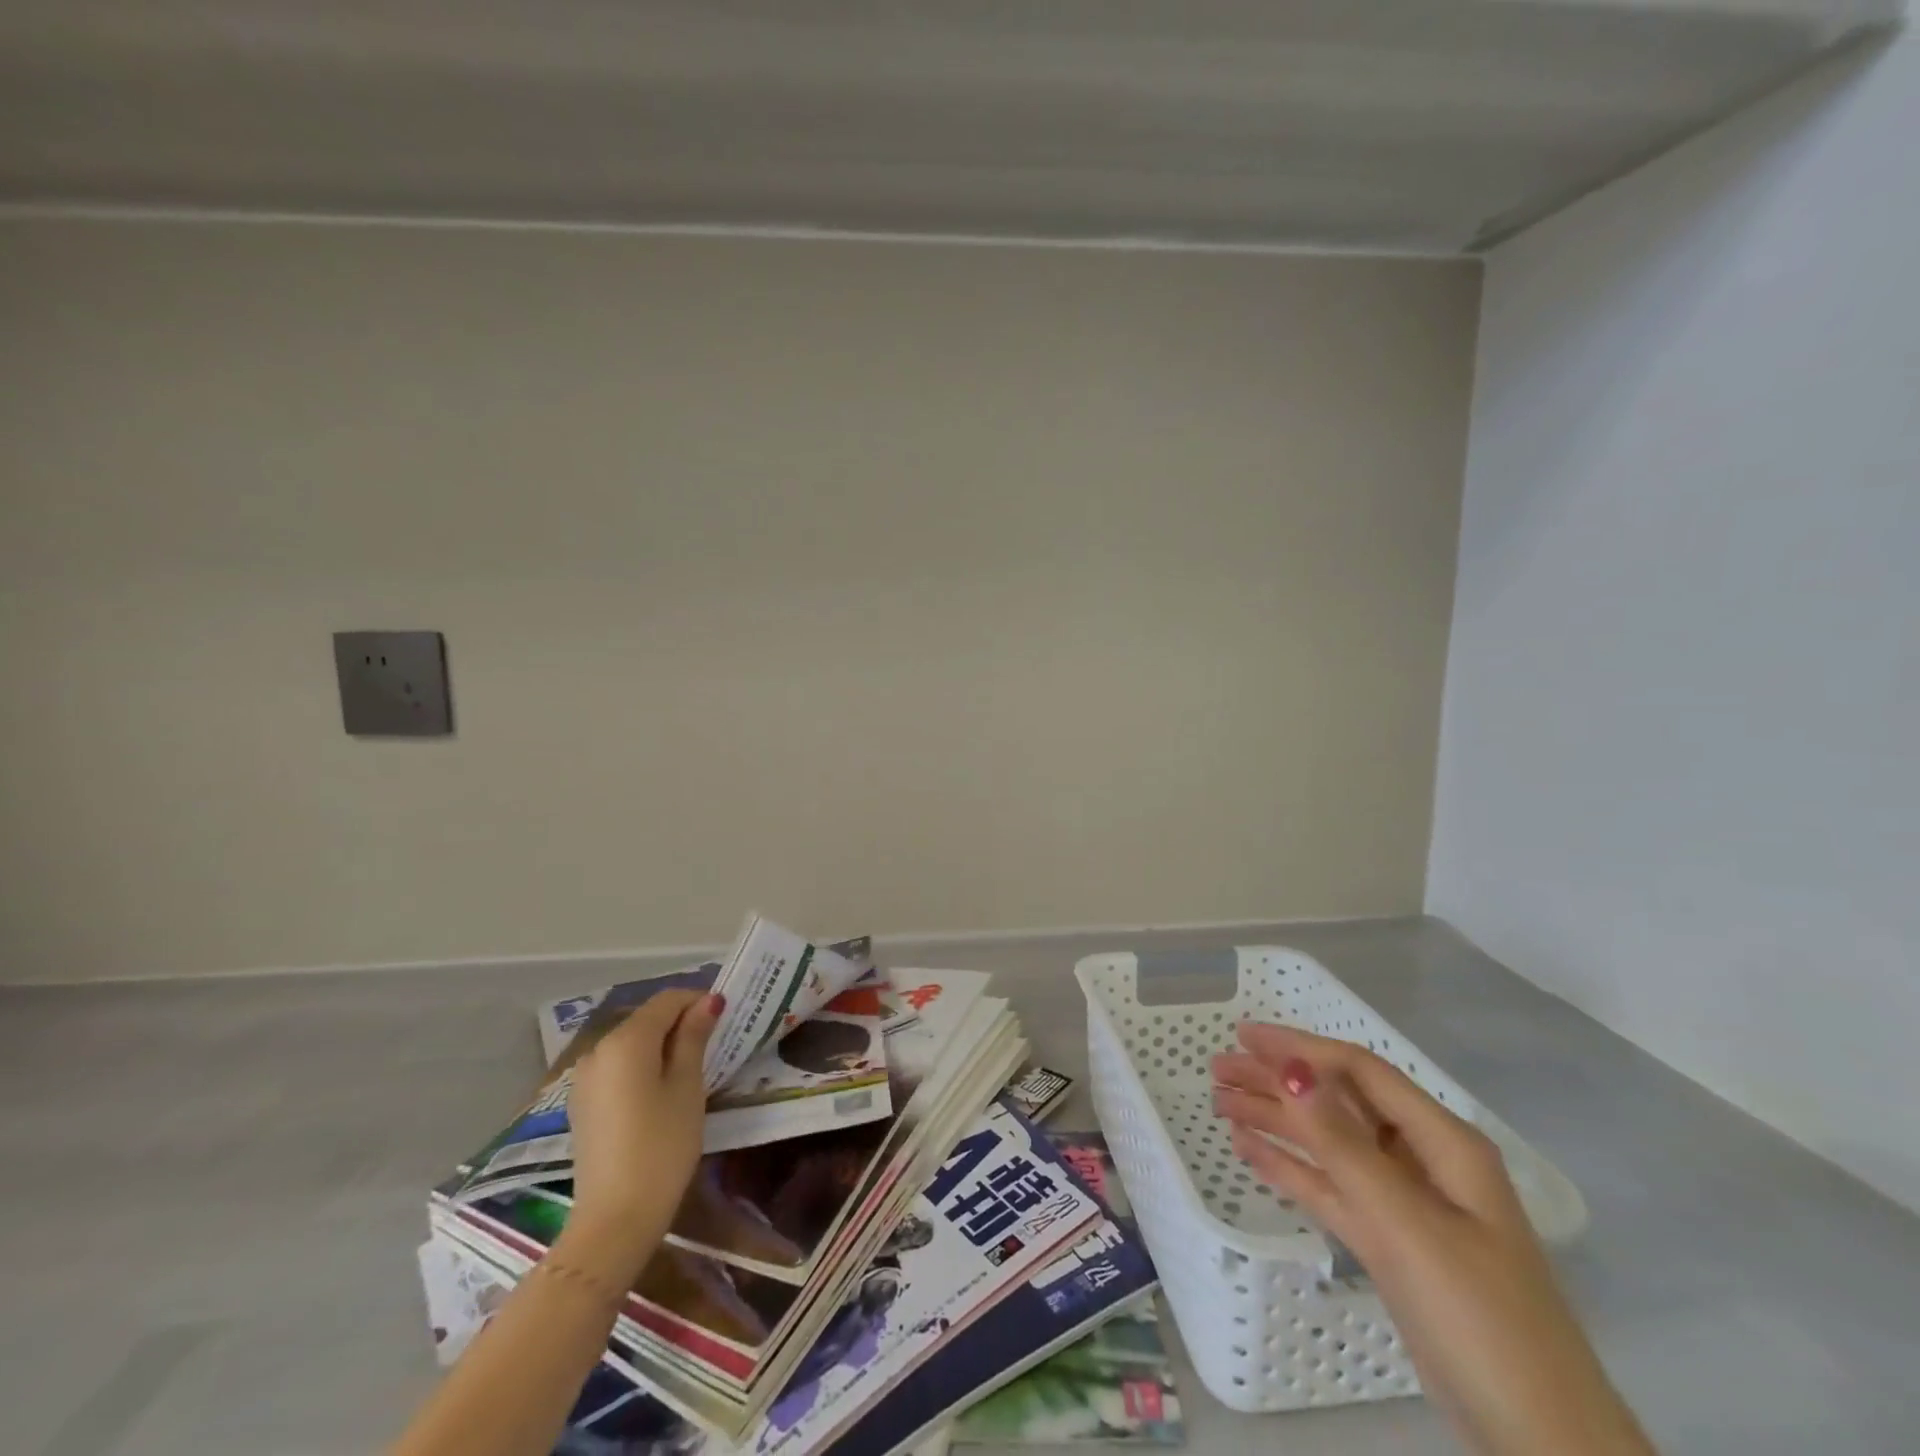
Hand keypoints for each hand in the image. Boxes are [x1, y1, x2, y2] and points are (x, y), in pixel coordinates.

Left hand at [560, 988, 722, 1282]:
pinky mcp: (581, 1103)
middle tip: (713, 1045)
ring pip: (631, 1044)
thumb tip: (708, 1000)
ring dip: (661, 1046)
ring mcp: (584, 1078)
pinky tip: (660, 1092)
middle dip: (680, 1023)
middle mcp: (598, 1049)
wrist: (614, 1219)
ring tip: (690, 1070)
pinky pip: (618, 1068)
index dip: (698, 1001)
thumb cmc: (662, 1145)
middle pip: (647, 1019)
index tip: (725, 1019)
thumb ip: (694, 1037)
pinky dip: (641, 1067)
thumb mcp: (688, 1086)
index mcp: (627, 1040)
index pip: (667, 1000)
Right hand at [1213, 1023, 1654, 1455]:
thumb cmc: (1481, 1320)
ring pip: (1328, 1145)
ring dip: (1276, 1121)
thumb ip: (1343, 1145)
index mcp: (1443, 1143)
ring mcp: (1406, 1205)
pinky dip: (1290, 1167)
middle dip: (1277, 1081)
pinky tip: (1249, 1151)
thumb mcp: (1406, 1225)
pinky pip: (1330, 1188)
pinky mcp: (1390, 1244)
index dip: (1300, 1047)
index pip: (1359, 1072)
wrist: (1541, 1446)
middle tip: (1217, 1070)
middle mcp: (1423, 1161)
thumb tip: (1292, 1068)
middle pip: (1338, 1103)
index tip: (1243, 1035)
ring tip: (1220, 1105)